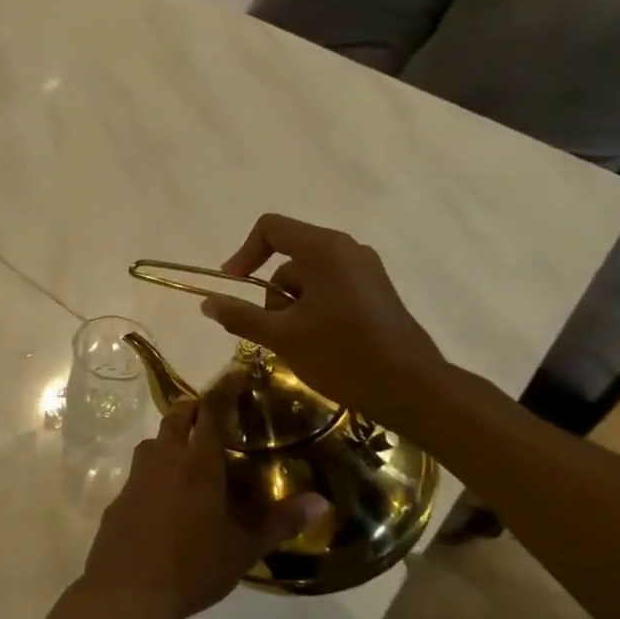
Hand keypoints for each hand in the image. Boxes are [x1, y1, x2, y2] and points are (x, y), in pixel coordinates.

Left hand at [78, 400, 305, 618]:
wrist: (127, 591)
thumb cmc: (192, 566)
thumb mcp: (243, 548)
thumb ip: (280, 522)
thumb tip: (321, 502)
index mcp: (198, 463)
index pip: (211, 411)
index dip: (224, 389)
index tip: (236, 373)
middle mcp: (164, 458)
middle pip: (176, 417)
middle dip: (194, 407)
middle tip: (212, 412)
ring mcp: (137, 476)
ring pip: (154, 441)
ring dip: (171, 436)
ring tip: (189, 452)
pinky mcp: (119, 497)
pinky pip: (140, 471)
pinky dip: (155, 469)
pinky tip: (165, 495)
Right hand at [200, 213, 452, 421]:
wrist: (412, 389)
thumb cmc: (343, 356)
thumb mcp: (283, 337)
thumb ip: (241, 316)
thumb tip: (207, 302)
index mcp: (324, 249)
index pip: (270, 228)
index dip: (243, 254)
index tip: (233, 286)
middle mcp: (347, 249)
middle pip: (288, 257)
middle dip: (272, 293)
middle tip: (275, 333)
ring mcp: (365, 269)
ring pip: (308, 277)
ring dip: (292, 306)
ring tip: (300, 345)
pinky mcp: (375, 290)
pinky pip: (329, 287)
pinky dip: (313, 309)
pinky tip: (320, 343)